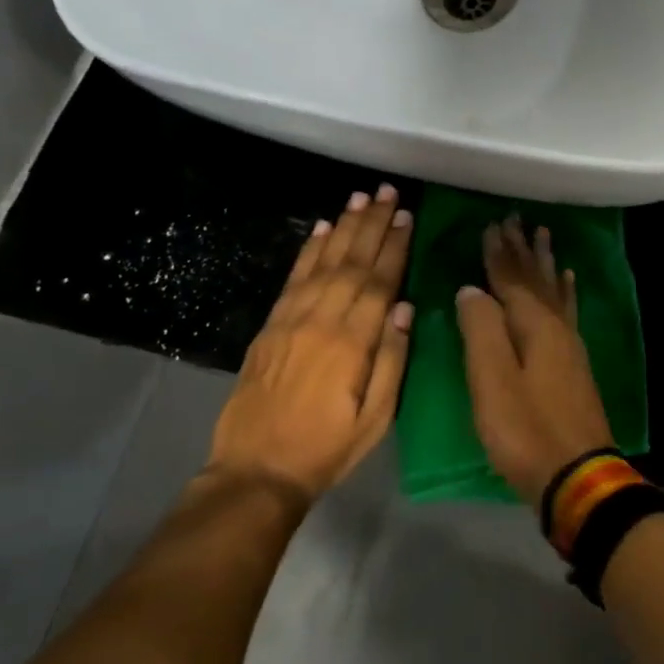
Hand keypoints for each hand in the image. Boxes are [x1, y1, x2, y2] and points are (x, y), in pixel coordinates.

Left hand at [209, 185, 413, 502]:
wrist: (256, 470)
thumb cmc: (327, 449)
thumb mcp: (376, 418)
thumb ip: (392, 360)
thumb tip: (404, 307)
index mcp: (352, 344)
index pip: (379, 283)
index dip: (394, 247)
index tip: (406, 217)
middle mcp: (321, 321)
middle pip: (352, 262)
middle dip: (372, 225)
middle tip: (388, 192)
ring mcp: (291, 320)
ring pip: (323, 263)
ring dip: (344, 228)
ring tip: (361, 198)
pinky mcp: (270, 326)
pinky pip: (293, 279)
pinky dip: (309, 251)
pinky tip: (322, 229)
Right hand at [456, 216, 614, 502]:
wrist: (577, 476)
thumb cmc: (526, 430)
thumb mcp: (492, 381)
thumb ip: (481, 330)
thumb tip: (472, 289)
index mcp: (533, 326)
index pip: (511, 278)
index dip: (499, 252)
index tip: (491, 223)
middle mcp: (555, 326)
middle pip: (535, 278)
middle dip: (523, 248)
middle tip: (516, 218)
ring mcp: (569, 345)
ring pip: (553, 290)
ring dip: (544, 262)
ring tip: (543, 235)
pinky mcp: (574, 364)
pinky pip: (568, 311)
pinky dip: (565, 291)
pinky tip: (567, 281)